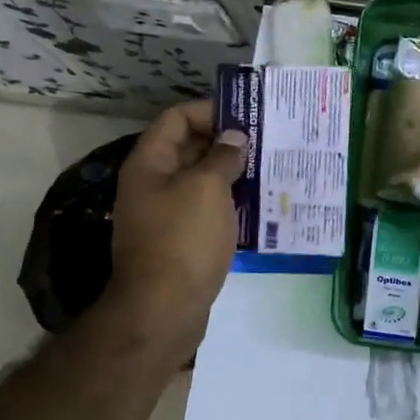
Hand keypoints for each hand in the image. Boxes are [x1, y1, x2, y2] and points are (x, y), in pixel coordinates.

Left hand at [96, 100, 247, 349]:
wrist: (163, 309)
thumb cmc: (183, 239)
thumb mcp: (207, 188)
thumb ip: (222, 156)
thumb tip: (234, 137)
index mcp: (150, 163)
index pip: (177, 119)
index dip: (210, 111)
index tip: (247, 116)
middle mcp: (153, 183)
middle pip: (189, 147)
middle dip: (226, 141)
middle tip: (267, 142)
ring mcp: (165, 213)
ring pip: (201, 180)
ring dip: (232, 173)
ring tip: (269, 170)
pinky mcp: (180, 239)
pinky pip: (207, 208)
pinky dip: (230, 202)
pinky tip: (258, 205)